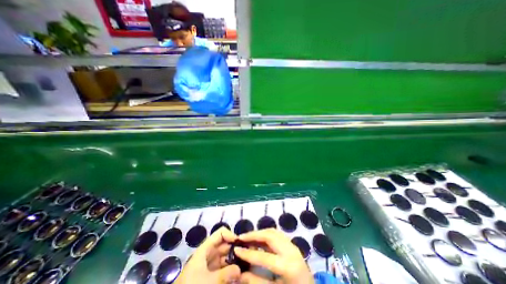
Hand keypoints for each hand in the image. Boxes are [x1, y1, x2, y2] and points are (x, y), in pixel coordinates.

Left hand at [176, 226, 240, 283]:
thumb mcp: (209, 281)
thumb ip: (226, 274)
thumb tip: (240, 269)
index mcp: (206, 249)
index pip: (221, 233)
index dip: (231, 235)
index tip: (241, 244)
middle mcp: (208, 254)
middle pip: (225, 245)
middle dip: (235, 249)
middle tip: (247, 255)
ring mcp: (209, 265)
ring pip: (225, 258)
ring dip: (234, 260)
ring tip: (245, 265)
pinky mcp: (210, 276)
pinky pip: (223, 269)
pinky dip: (230, 271)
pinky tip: (238, 275)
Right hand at [235, 228, 314, 283]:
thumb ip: (256, 282)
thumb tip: (240, 273)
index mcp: (288, 267)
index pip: (264, 256)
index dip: (248, 253)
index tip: (236, 249)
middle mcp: (291, 251)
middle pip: (270, 236)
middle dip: (254, 235)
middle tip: (241, 237)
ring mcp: (293, 246)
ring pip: (273, 232)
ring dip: (260, 233)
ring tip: (248, 237)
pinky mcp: (292, 245)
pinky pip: (277, 234)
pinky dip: (266, 234)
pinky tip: (259, 238)